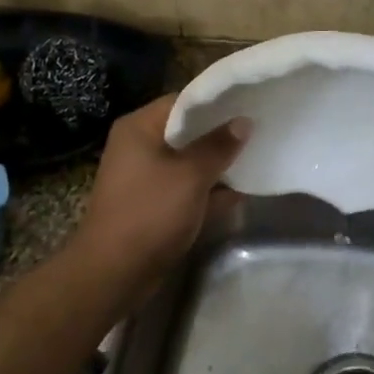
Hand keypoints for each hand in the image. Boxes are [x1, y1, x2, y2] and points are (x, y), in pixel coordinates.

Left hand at [74, 94, 246, 280]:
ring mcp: (147, 177)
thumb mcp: (190, 175)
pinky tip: (244, 189)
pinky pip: (188, 187)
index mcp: (140, 128)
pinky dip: (211, 189)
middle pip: (188, 130)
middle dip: (221, 132)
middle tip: (259, 126)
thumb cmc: (150, 212)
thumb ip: (219, 146)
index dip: (216, 101)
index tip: (249, 101)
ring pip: (190, 161)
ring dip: (219, 162)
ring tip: (258, 153)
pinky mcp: (156, 204)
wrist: (115, 273)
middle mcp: (140, 146)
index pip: (182, 101)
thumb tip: (243, 122)